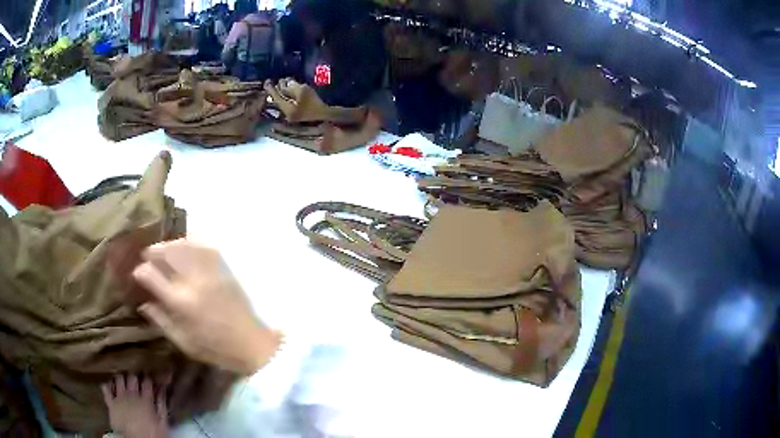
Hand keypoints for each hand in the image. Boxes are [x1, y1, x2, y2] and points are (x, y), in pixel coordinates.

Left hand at [102, 374, 167, 437]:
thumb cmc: (151, 435)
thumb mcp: (162, 424)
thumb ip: (162, 406)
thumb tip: (162, 391)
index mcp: (146, 400)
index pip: (147, 382)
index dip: (148, 381)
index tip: (149, 384)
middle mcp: (132, 394)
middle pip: (132, 377)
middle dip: (135, 379)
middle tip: (137, 384)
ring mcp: (119, 397)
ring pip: (119, 378)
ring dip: (122, 380)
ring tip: (124, 385)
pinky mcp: (110, 402)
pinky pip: (106, 388)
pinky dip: (108, 385)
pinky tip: (111, 388)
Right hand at [132, 239, 281, 374]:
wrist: (252, 343)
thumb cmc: (215, 348)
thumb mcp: (183, 341)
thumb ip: (160, 320)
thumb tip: (143, 303)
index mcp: (180, 302)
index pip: (151, 275)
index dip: (140, 271)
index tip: (138, 273)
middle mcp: (193, 281)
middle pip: (167, 252)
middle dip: (153, 252)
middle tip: (148, 256)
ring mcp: (210, 271)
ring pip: (184, 244)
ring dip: (170, 244)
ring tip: (163, 251)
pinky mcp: (224, 267)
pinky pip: (203, 245)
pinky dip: (190, 242)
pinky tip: (184, 247)